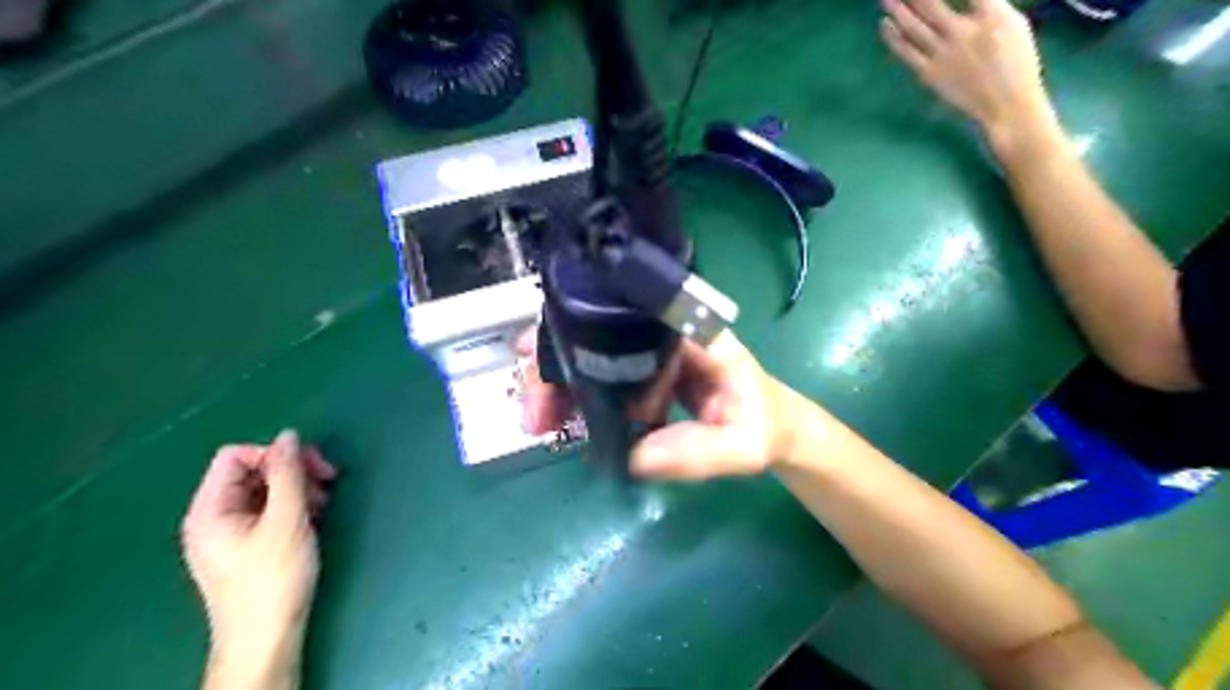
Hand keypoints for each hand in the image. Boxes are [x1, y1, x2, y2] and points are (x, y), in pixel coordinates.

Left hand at [181, 430, 333, 684]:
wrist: (267, 637)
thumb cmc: (273, 579)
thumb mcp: (286, 521)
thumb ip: (288, 474)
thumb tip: (290, 435)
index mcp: (210, 509)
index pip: (235, 456)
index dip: (274, 454)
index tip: (310, 468)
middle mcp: (216, 515)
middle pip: (254, 470)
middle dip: (293, 469)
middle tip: (328, 479)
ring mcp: (232, 530)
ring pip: (267, 487)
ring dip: (299, 486)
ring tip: (324, 502)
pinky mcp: (250, 542)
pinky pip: (271, 507)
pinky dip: (296, 504)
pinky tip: (315, 516)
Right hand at [520, 328, 798, 480]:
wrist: (773, 429)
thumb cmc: (766, 428)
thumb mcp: (744, 446)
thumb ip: (698, 452)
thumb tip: (632, 459)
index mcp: (694, 336)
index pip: (631, 319)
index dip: (583, 325)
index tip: (542, 348)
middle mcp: (667, 336)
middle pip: (600, 334)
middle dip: (558, 364)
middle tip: (534, 408)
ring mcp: (652, 355)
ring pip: (594, 356)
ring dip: (561, 383)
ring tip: (538, 420)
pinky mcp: (643, 375)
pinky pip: (604, 379)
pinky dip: (577, 397)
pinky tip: (559, 419)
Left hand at [879, 1, 1050, 145]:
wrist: (1005, 104)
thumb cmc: (1016, 62)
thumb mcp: (1014, 23)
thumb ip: (990, 6)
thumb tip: (968, 0)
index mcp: (992, 15)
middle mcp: (963, 32)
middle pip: (931, 4)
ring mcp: (943, 54)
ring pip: (913, 26)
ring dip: (897, 9)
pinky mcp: (929, 73)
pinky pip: (906, 52)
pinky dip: (892, 37)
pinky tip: (883, 25)